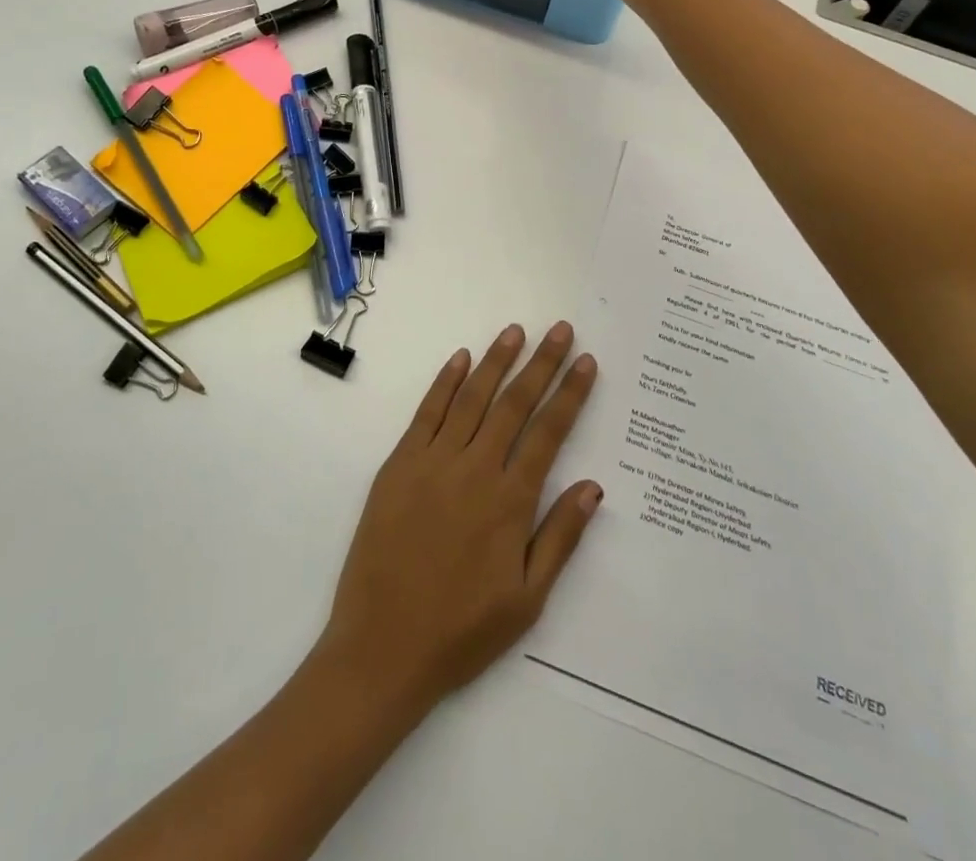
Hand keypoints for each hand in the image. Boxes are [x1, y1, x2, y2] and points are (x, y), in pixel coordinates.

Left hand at [319, 323, 601, 710]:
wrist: (382, 647)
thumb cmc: (461, 631)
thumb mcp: (527, 600)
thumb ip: (560, 539)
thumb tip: (593, 487)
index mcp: (510, 502)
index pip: (548, 433)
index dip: (569, 394)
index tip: (585, 361)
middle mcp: (475, 470)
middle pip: (514, 404)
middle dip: (540, 364)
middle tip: (559, 329)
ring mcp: (433, 462)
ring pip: (471, 398)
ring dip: (496, 361)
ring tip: (515, 332)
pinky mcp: (399, 464)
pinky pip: (427, 413)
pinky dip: (445, 382)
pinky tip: (460, 358)